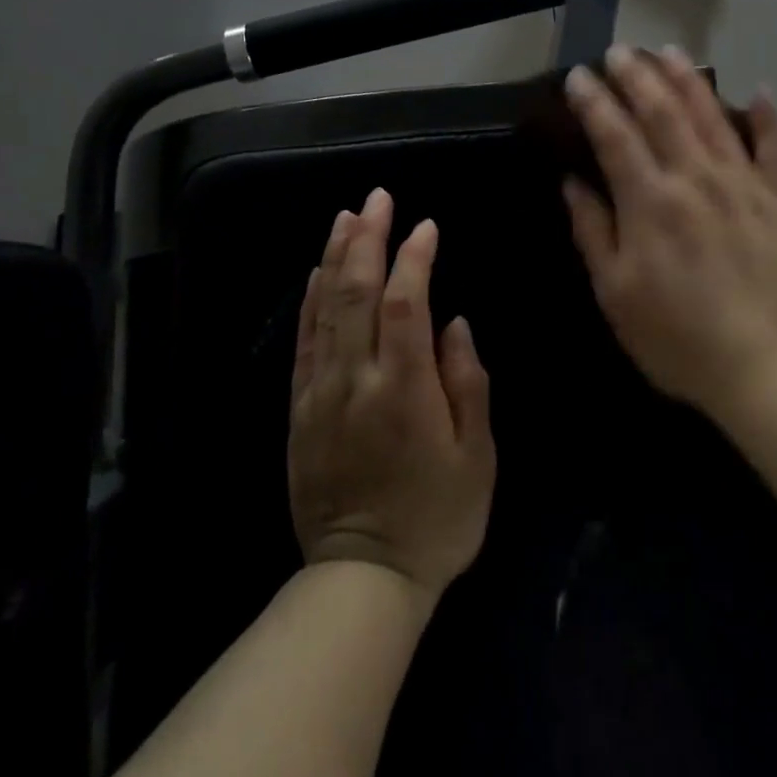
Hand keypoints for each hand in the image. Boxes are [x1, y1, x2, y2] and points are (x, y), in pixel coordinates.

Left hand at [288, 187, 495, 599]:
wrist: (362, 578)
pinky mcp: (299, 408)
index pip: (407, 303)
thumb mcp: (477, 458)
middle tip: (379, 198)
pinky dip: (311, 299)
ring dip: (336, 256)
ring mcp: (321, 392)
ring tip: (348, 216)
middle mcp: (356, 379)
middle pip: (357, 292)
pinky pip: (304, 340)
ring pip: (324, 308)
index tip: (427, 227)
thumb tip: (456, 325)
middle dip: (368, 238)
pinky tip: (318, 271)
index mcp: (405, 390)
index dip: (415, 258)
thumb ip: (468, 384)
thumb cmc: (437, 518)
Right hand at [561, 46, 776, 418]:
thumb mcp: (615, 293)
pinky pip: (775, 148)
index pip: (614, 135)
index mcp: (650, 202)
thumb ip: (593, 231)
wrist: (765, 367)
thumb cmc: (676, 337)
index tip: (577, 77)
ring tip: (667, 51)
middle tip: (617, 52)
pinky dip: (768, 117)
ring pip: (712, 115)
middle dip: (635, 75)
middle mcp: (696, 178)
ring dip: (687, 79)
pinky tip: (759, 90)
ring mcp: (743, 184)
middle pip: (662, 111)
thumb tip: (573, 182)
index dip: (593, 102)